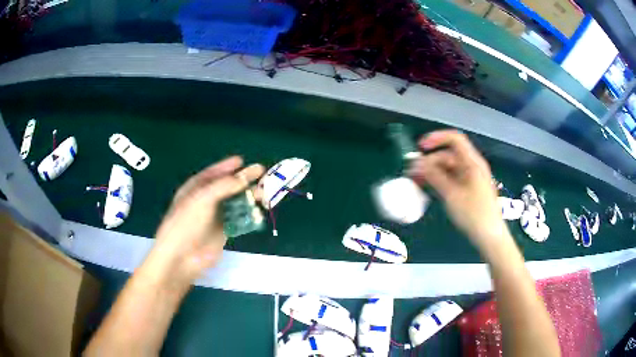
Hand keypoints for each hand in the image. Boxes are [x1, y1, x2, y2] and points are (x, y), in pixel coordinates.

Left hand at [149, 156, 264, 282]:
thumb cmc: (187, 222)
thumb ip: (224, 186)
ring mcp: (215, 216)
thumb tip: (244, 178)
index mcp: (195, 188)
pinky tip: (259, 210)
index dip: (227, 166)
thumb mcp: (202, 198)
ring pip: (235, 202)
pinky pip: (239, 219)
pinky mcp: (224, 231)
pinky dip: (249, 214)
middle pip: (227, 186)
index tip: (242, 160)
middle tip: (261, 172)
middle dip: (243, 180)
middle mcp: (206, 200)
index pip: (213, 173)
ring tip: (264, 192)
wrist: (182, 256)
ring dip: (249, 197)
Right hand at [408, 130, 507, 249]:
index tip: (420, 148)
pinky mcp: (470, 189)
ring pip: (450, 168)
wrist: (490, 236)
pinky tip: (430, 188)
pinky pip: (453, 178)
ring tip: (417, 181)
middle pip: (449, 155)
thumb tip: (417, 163)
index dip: (436, 138)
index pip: (455, 139)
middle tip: (413, 172)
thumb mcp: (451, 195)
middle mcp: (473, 166)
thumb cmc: (473, 214)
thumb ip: (434, 176)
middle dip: (430, 160)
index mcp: (472, 163)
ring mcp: (472, 178)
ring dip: (433, 171)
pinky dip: (441, 180)